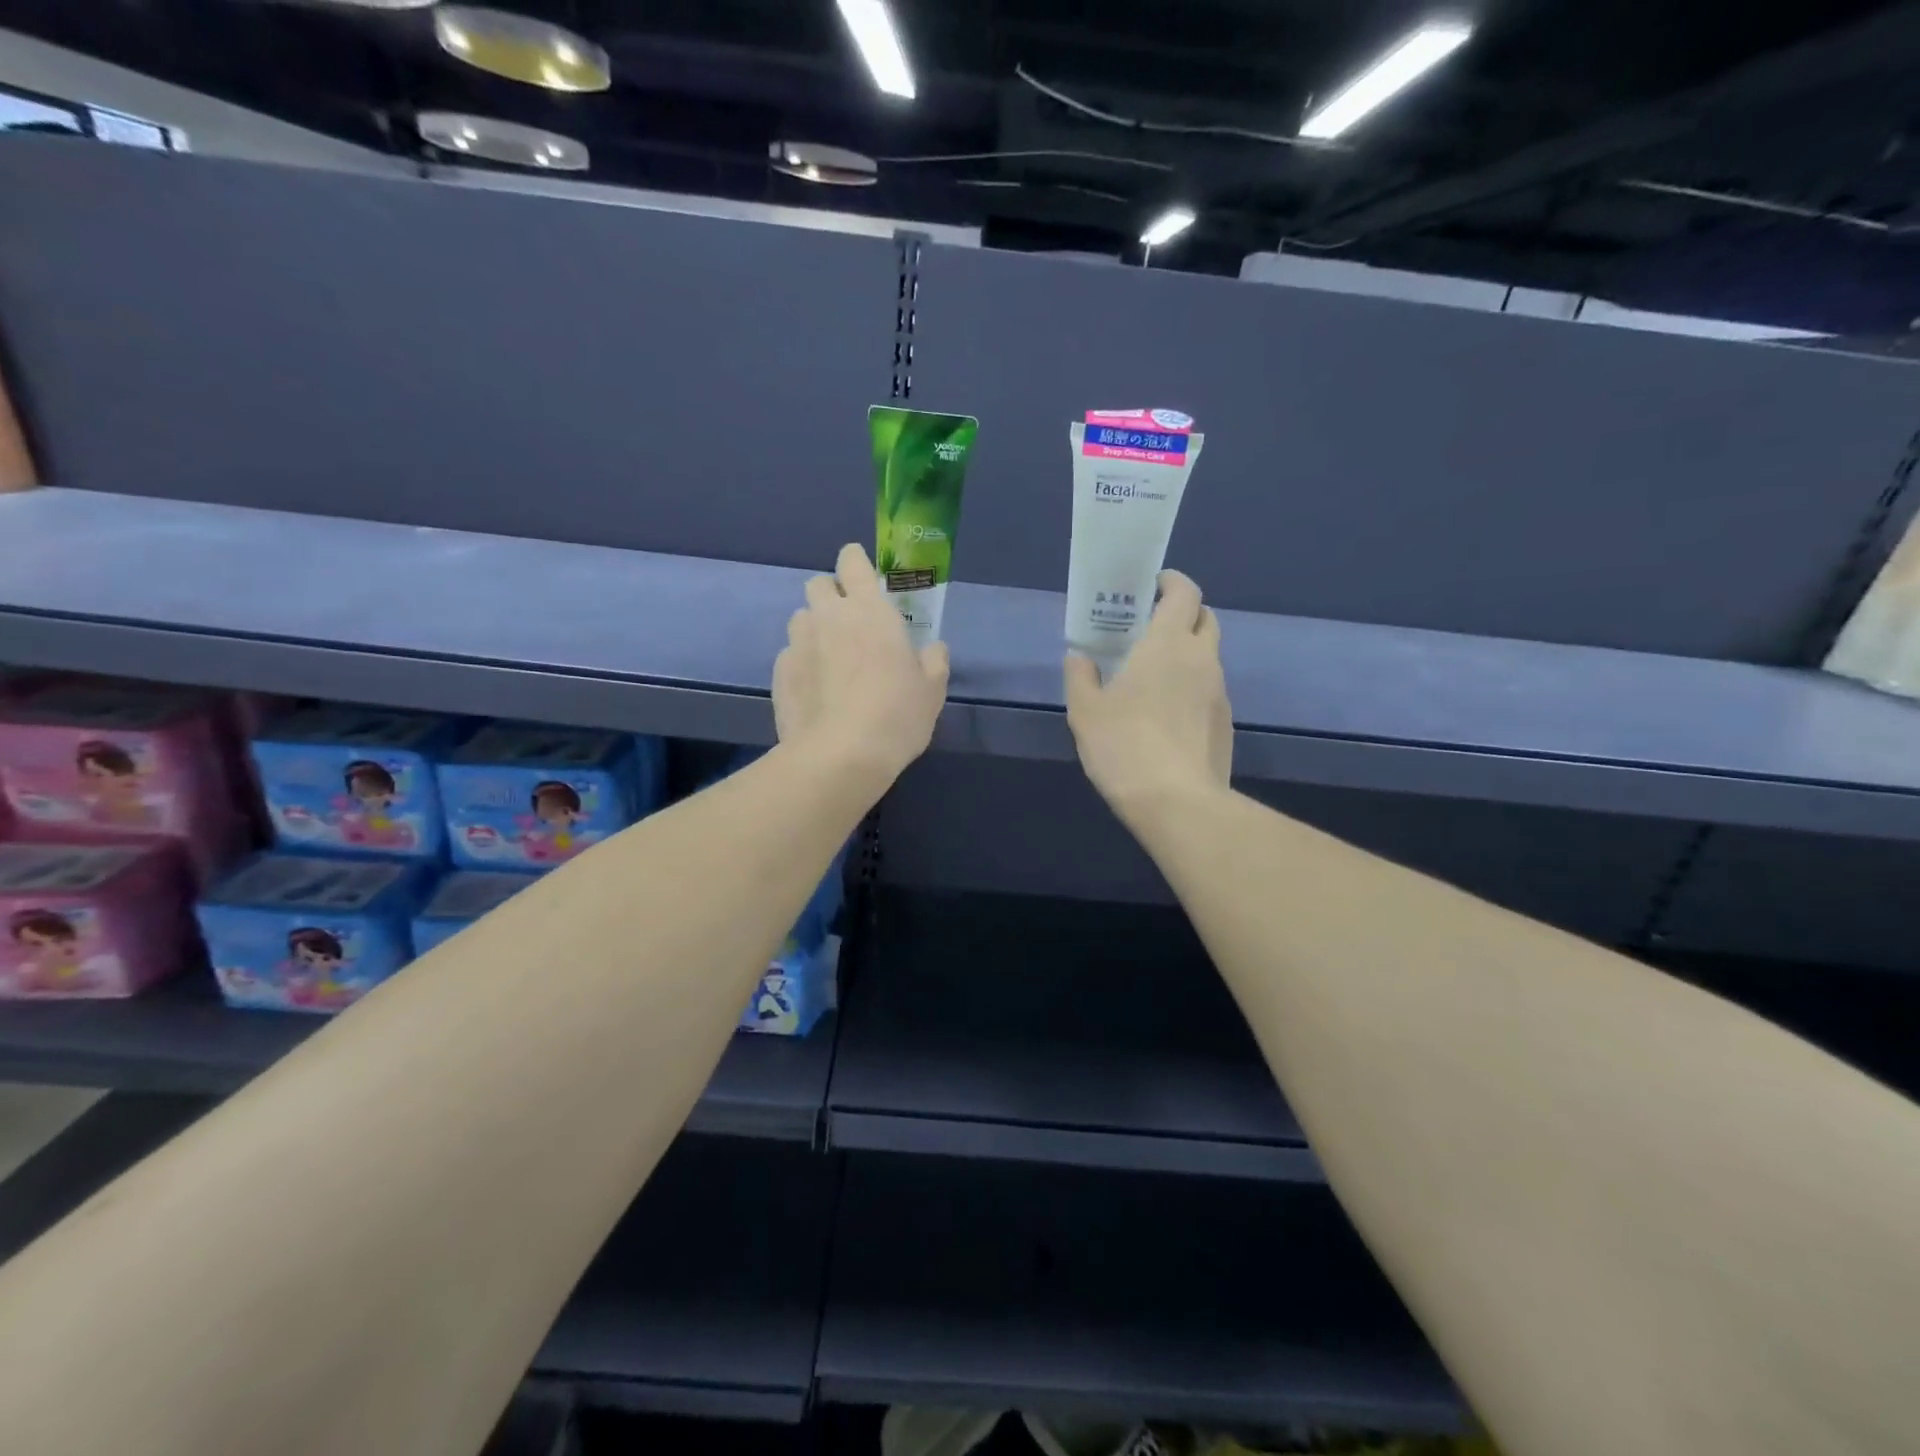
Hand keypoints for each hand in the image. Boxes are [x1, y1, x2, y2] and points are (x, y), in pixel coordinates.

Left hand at [773, 543, 948, 792]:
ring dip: (814, 629)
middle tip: (850, 624)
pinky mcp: (779, 673)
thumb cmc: (896, 715)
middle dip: (831, 595)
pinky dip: (802, 664)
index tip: (864, 577)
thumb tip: (934, 649)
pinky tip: (815, 692)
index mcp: (869, 610)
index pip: (852, 561)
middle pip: (818, 584)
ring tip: (830, 661)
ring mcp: (798, 644)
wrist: (840, 756)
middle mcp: (828, 617)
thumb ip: (933, 661)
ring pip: (800, 619)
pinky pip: (790, 656)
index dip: (856, 563)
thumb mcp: (932, 690)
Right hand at [1064, 570, 1231, 820]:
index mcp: (1168, 644)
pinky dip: (1193, 687)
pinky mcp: (1226, 723)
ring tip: (1155, 675)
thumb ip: (1080, 676)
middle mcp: (1202, 659)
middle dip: (1183, 614)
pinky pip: (1209, 690)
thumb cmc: (1123, 745)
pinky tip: (1168, 715)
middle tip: (1151, 628)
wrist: (1176, 802)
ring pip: (1209, 657)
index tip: (1153, 585)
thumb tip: (1079, 657)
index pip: (1185, 593)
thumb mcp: (1085, 711)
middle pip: (1205, 619)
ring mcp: (1220, 692)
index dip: (1172, 583)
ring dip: (1187, 654)